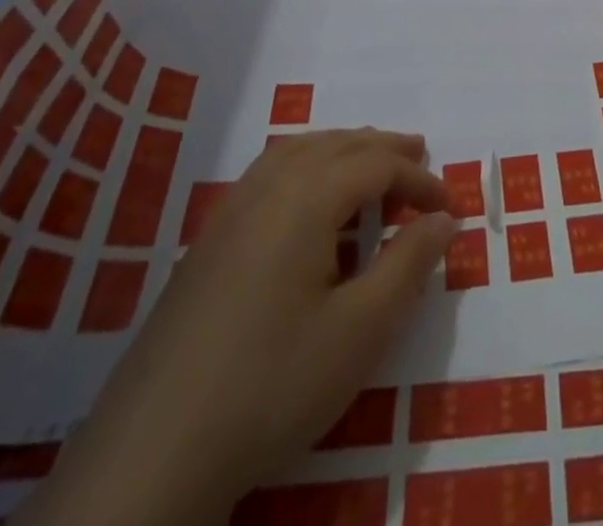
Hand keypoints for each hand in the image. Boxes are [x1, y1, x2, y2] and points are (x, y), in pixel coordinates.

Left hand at [15, 129, 457, 525]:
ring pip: (296, 151)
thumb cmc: (271, 385)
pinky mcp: (206, 244)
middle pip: (336, 145)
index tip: (450, 206)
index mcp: (306, 199)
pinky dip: (303, 162)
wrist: (151, 456)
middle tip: (419, 155)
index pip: (376, 166)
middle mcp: (267, 189)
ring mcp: (229, 214)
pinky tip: (307, 195)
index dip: (419, 180)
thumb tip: (444, 218)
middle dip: (382, 148)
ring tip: (370, 160)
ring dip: (341, 147)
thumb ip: (408, 264)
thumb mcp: (360, 331)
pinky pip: (267, 173)